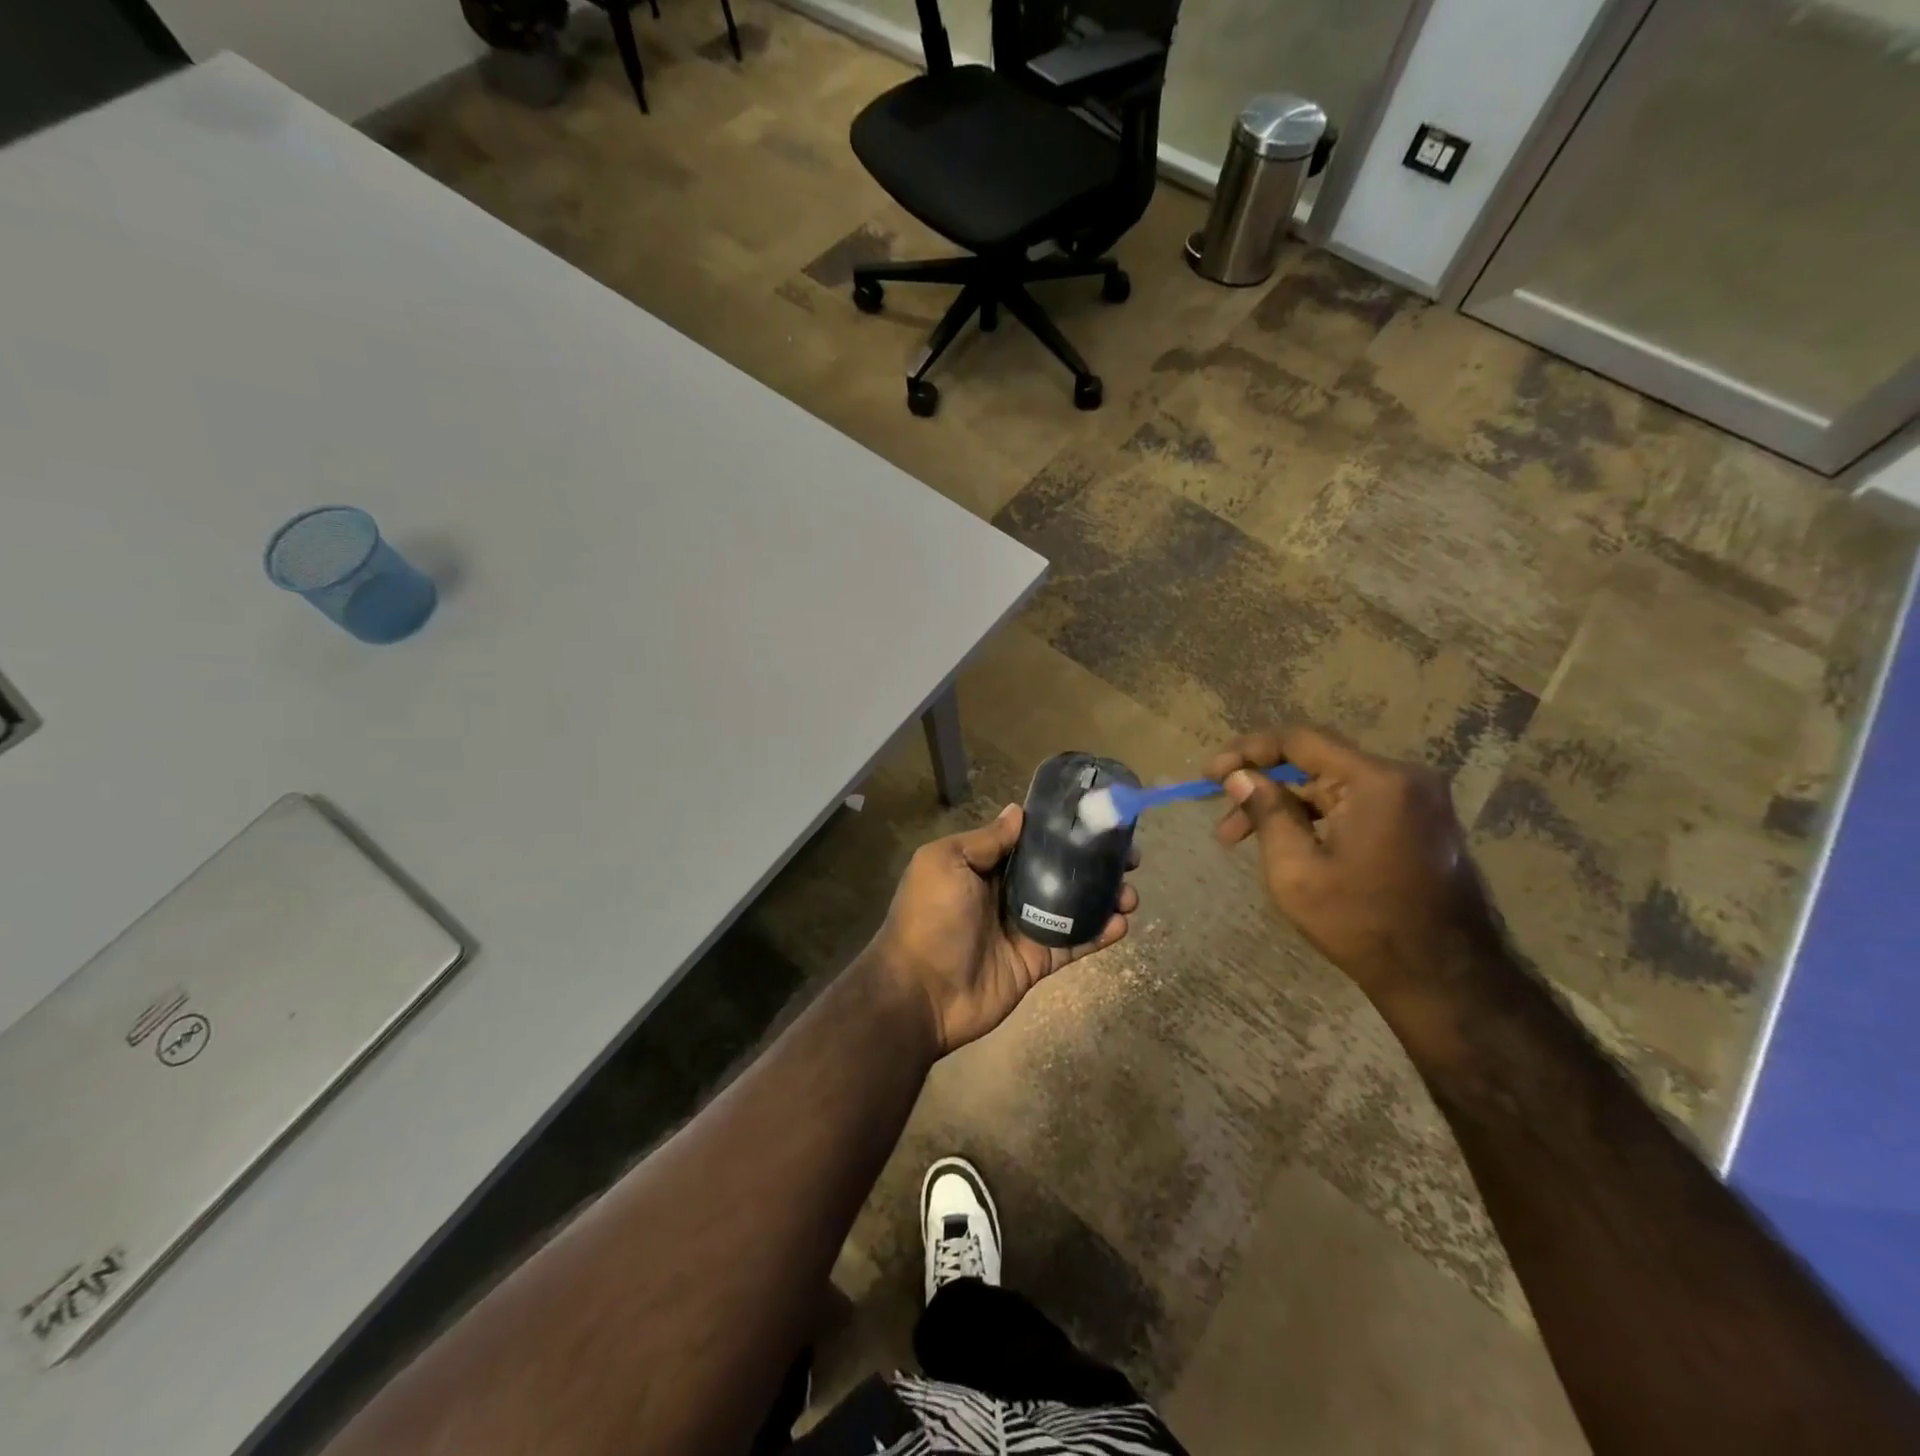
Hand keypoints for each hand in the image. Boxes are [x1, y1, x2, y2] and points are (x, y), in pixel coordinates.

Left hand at [868, 804, 1137, 1055]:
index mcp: (984, 866)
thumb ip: (985, 840)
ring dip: (1104, 897)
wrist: (920, 993)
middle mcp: (1007, 893)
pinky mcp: (1037, 962)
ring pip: (1073, 907)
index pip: (1030, 841)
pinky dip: (1099, 934)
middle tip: (1128, 858)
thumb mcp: (946, 863)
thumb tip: (1018, 811)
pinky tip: (1122, 923)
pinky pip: (1073, 944)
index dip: (1063, 831)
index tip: (1097, 821)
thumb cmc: (930, 918)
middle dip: (1093, 863)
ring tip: (1130, 893)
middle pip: (1059, 872)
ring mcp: (1024, 928)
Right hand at [1207, 726, 1496, 1004]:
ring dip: (1287, 808)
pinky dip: (1317, 818)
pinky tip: (1289, 844)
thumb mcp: (1296, 871)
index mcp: (1377, 781)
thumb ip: (1267, 813)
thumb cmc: (1362, 924)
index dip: (1248, 751)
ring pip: (1333, 787)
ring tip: (1242, 842)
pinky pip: (1356, 804)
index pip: (1300, 740)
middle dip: (1263, 788)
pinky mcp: (1421, 822)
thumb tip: (1240, 777)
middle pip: (1316, 764)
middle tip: (1224, 822)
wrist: (1446, 979)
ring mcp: (1418, 800)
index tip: (1210, 774)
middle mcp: (1404, 778)